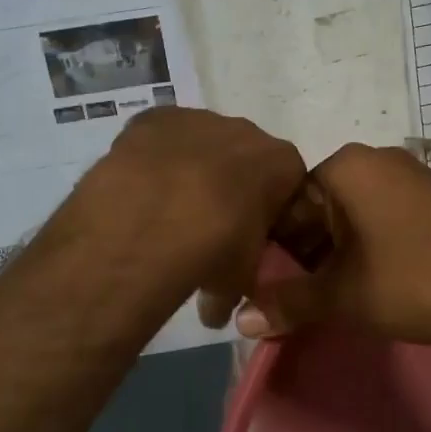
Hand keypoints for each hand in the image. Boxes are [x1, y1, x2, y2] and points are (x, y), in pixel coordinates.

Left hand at [66, 107, 306, 322]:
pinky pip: (160, 138)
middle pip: (244, 159)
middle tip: (208, 226)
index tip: (251, 237)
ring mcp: (199, 119)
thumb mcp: (239, 278)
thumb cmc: (217, 248)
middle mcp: (247, 131)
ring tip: (166, 211)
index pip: (289, 185)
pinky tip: (141, 190)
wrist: (155, 218)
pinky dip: (154, 159)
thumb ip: (236, 289)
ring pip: (201, 145)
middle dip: (230, 187)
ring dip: (191, 171)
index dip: (270, 212)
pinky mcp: (155, 118)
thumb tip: (216, 314)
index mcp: (283, 164)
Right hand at [236, 143, 430, 342]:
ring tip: (325, 294)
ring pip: (344, 212)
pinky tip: (362, 279)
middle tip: (293, 296)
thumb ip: (288, 304)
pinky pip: (375, 214)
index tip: (266, 285)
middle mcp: (372, 158)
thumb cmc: (416, 281)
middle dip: (301, 251)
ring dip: (330, 251)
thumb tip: (239, 322)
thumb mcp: (344, 296)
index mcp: (344, 166)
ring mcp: (404, 173)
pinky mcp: (426, 194)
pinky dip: (360, 244)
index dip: (270, 246)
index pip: (284, 200)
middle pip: (314, 205)